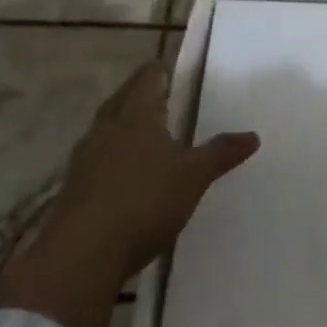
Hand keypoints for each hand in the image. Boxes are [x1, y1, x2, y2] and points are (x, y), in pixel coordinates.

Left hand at [45, 59, 259, 276]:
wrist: (82, 255)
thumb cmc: (145, 199)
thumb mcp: (194, 175)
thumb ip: (221, 153)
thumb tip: (253, 135)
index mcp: (136, 114)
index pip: (148, 77)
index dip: (161, 71)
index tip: (175, 72)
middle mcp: (106, 128)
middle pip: (123, 100)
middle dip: (141, 96)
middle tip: (165, 99)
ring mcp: (84, 159)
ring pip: (107, 130)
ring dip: (125, 128)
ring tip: (148, 135)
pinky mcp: (73, 190)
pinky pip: (97, 161)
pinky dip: (114, 159)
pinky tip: (127, 174)